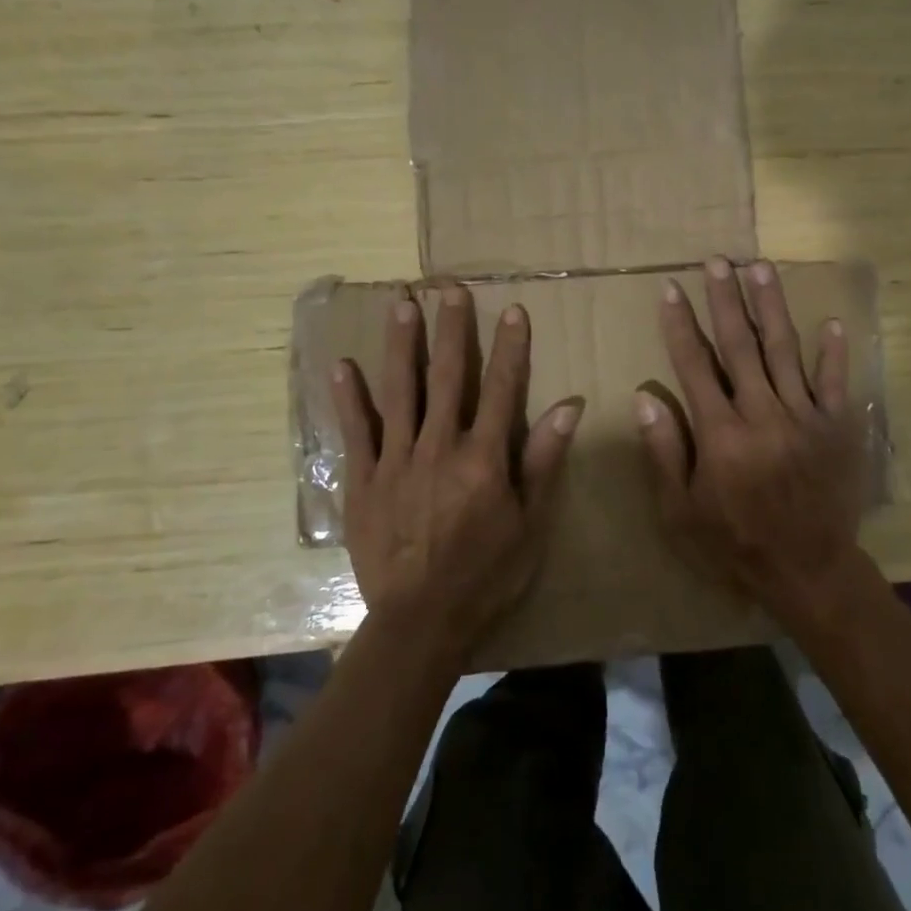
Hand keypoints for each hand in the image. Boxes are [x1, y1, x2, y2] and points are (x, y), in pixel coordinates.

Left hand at [332, 284, 581, 660]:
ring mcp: (396, 461)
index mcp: (484, 458)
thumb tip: (569, 407)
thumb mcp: (531, 524)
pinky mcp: (364, 480)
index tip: (512, 309)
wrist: (421, 622)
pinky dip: (348, 398)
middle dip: (450, 330)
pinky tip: (341, 365)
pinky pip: (355, 431)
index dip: (510, 347)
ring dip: (400, 345)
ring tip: (400, 304)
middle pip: (447, 377)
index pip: (503, 388)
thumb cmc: (487, 575)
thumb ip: (544, 461)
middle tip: (448, 288)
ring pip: (399, 391)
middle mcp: (439, 447)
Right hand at [636, 257, 872, 634]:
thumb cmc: (735, 543)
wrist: (809, 570)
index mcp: (721, 435)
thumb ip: (665, 452)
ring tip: (760, 267)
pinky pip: (836, 383)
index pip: (695, 366)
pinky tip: (831, 321)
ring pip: (784, 350)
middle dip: (725, 299)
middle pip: (740, 346)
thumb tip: (644, 398)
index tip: (671, 289)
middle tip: (717, 261)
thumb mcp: (681, 511)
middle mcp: (762, 415)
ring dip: (771, 307)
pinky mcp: (837, 427)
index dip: (680, 324)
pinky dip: (833, 353)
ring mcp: (805, 418)